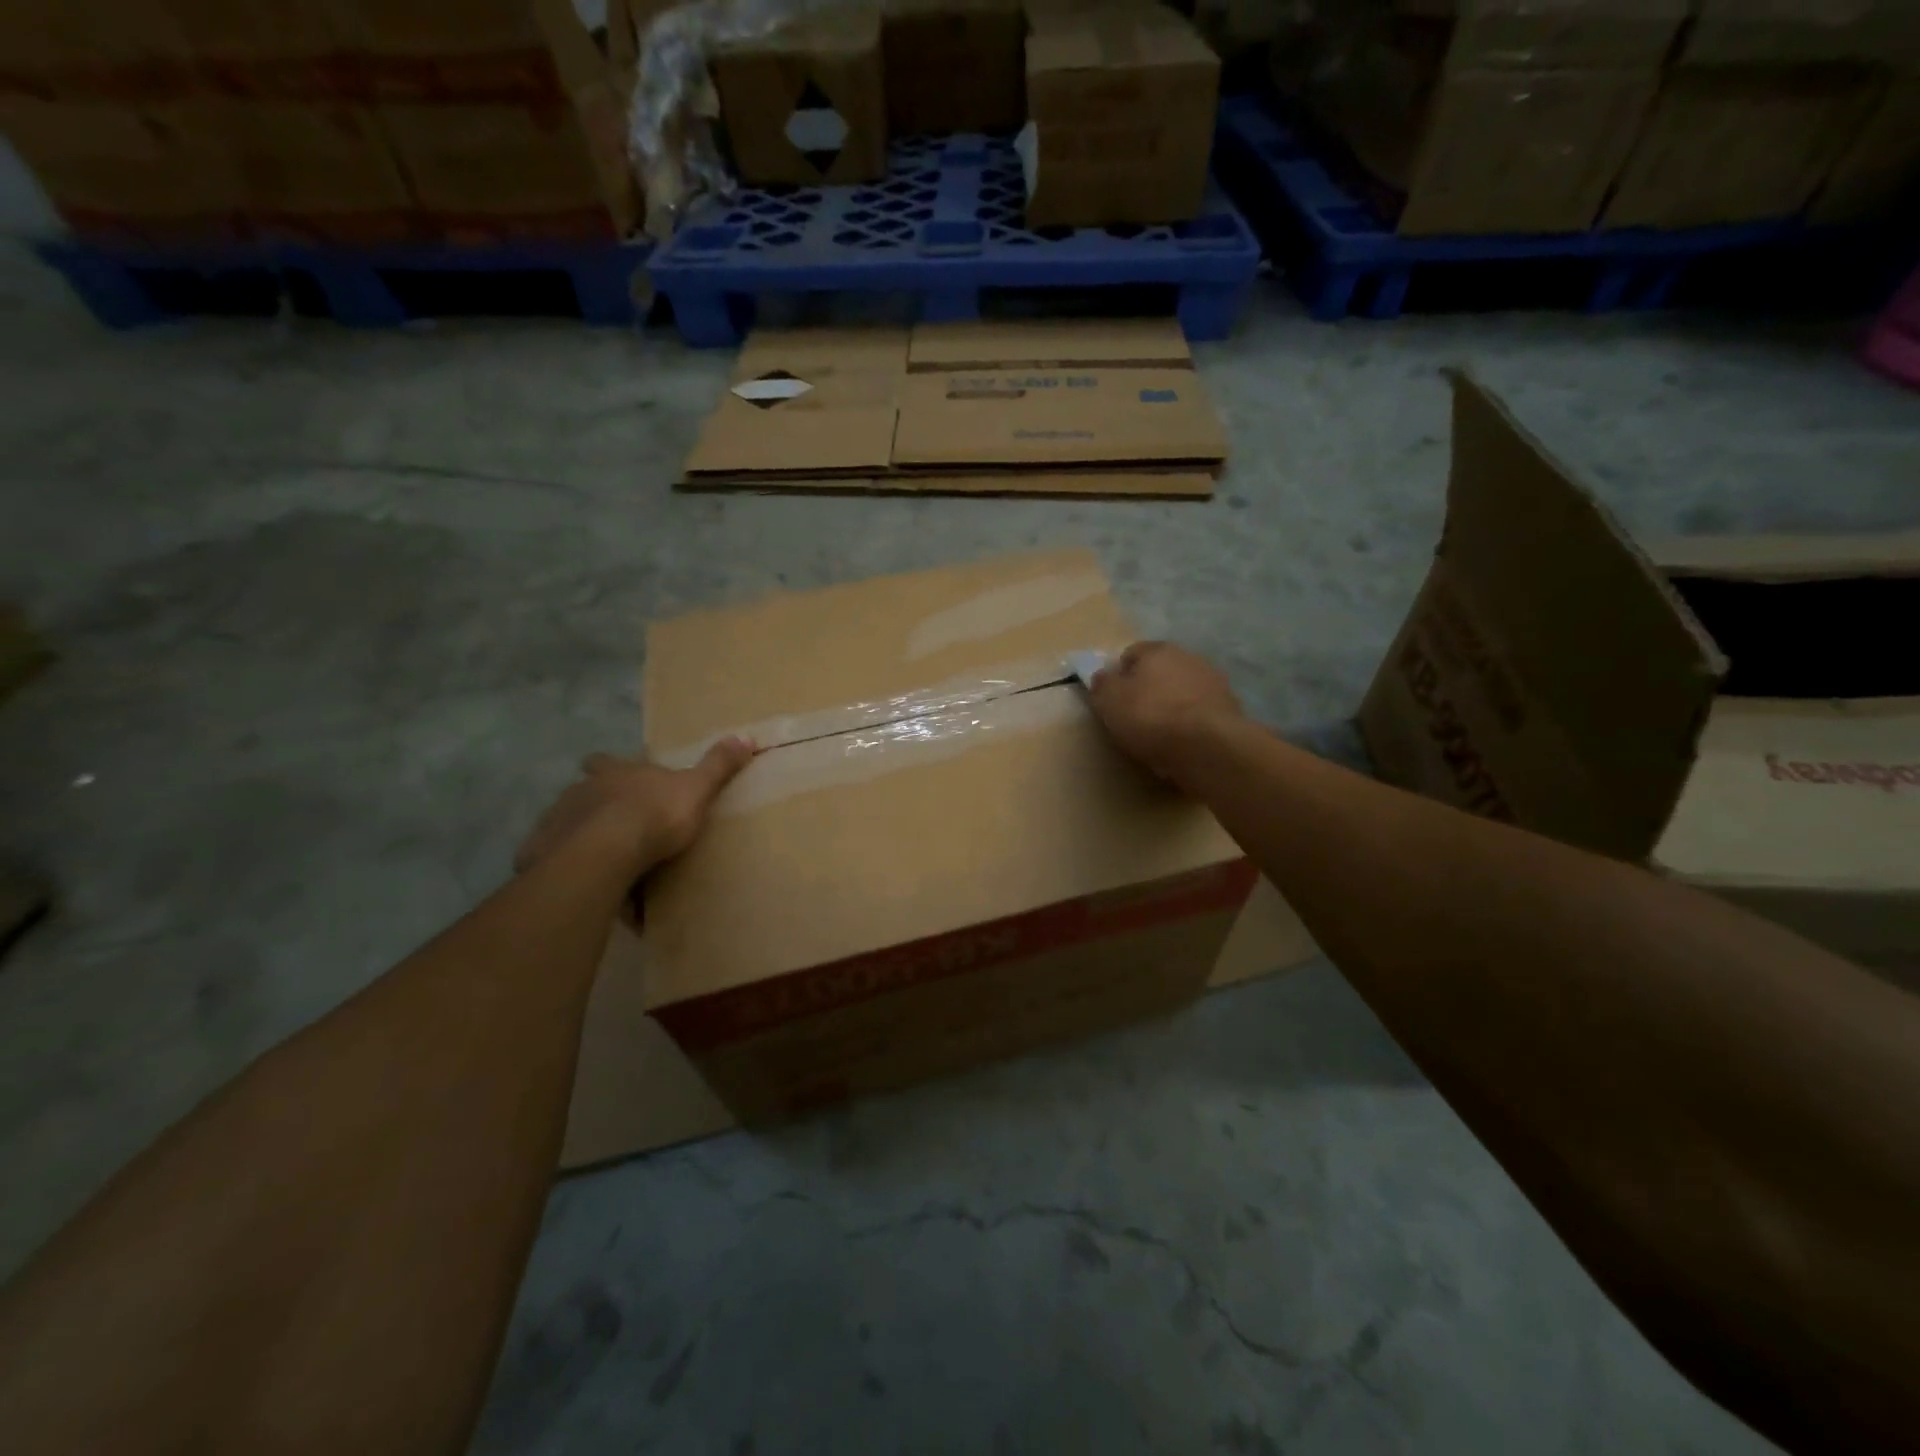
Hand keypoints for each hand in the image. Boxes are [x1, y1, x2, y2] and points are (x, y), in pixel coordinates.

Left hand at [515, 738, 754, 876]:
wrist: (605, 854)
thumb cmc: (654, 816)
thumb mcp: (696, 789)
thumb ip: (718, 766)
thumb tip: (746, 736)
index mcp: (616, 772)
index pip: (605, 761)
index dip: (609, 766)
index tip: (614, 775)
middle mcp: (581, 790)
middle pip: (583, 792)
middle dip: (595, 805)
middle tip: (614, 826)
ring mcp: (557, 821)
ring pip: (568, 825)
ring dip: (581, 837)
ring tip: (602, 860)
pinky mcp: (541, 854)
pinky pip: (555, 860)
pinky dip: (568, 868)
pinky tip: (583, 882)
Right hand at [1088, 642, 1242, 782]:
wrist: (1208, 746)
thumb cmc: (1151, 717)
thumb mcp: (1109, 701)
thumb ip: (1102, 684)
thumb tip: (1103, 676)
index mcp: (1157, 650)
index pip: (1130, 654)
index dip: (1118, 676)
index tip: (1113, 701)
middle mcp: (1188, 657)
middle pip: (1160, 672)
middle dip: (1148, 690)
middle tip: (1134, 719)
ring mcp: (1214, 682)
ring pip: (1182, 692)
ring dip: (1172, 707)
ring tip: (1160, 736)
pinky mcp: (1230, 709)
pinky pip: (1200, 714)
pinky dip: (1191, 725)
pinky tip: (1182, 745)